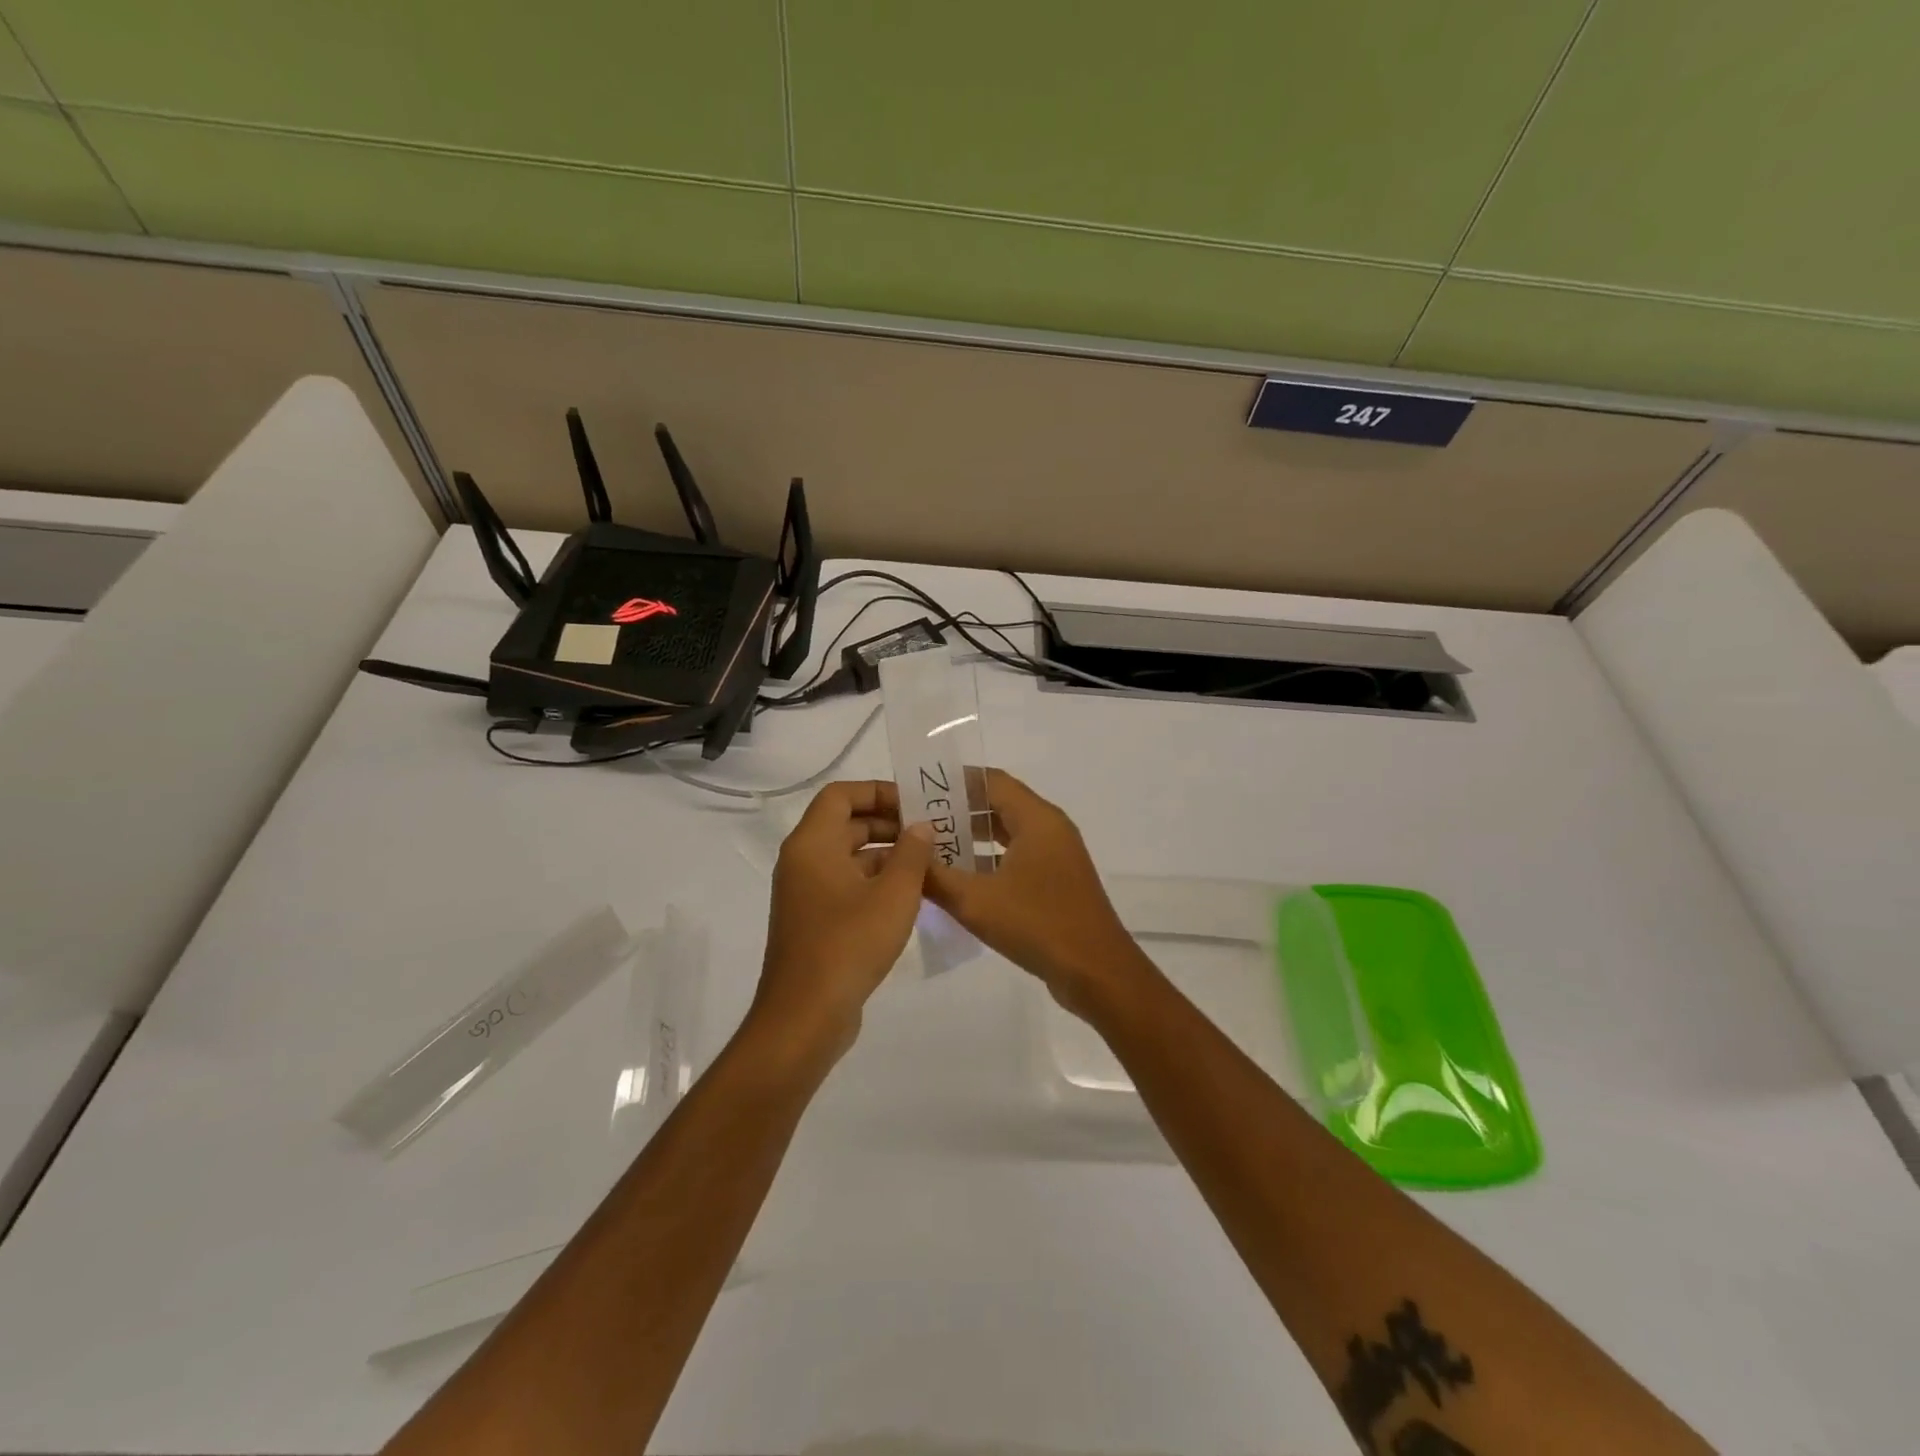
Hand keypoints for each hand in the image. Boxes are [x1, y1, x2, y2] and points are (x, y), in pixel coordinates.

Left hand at [748, 780, 934, 1064]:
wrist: (805, 1017)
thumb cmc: (849, 944)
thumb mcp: (894, 894)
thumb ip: (912, 853)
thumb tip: (921, 827)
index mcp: (812, 844)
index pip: (841, 795)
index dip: (878, 792)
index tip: (915, 805)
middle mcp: (803, 861)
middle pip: (845, 824)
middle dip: (889, 824)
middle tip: (931, 833)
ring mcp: (806, 893)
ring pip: (848, 857)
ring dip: (886, 855)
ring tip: (930, 863)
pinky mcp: (814, 922)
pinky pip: (846, 885)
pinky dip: (875, 882)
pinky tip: (911, 896)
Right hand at [924, 768, 1150, 1017]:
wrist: (1097, 973)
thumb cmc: (1038, 925)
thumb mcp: (976, 901)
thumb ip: (935, 875)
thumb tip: (907, 852)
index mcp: (1037, 819)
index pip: (991, 781)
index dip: (955, 781)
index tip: (918, 789)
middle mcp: (1050, 828)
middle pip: (999, 804)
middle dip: (959, 810)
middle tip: (917, 820)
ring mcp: (1057, 856)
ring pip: (1009, 833)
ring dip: (973, 837)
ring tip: (931, 846)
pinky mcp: (1057, 881)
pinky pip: (1018, 857)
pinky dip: (990, 860)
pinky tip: (961, 879)